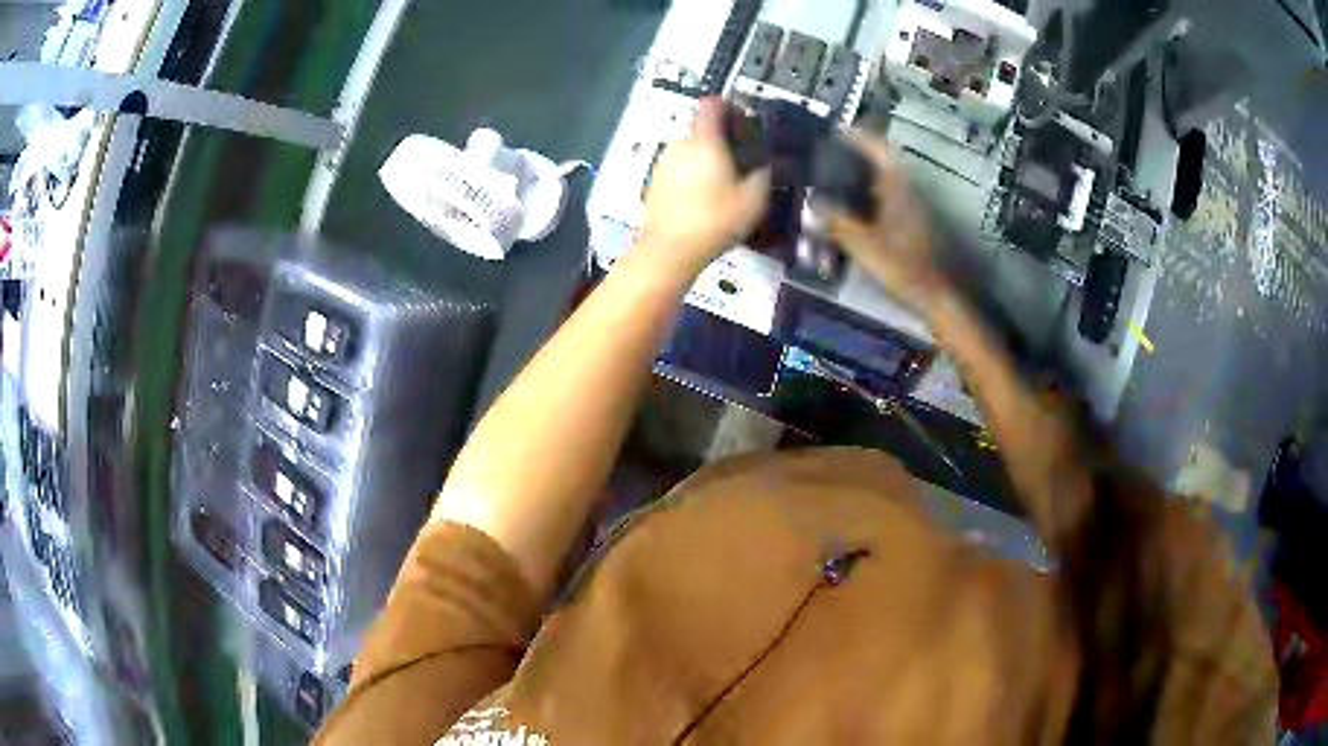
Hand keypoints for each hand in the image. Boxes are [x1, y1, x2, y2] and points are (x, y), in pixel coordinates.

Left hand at [637, 99, 769, 276]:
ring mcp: (662, 163)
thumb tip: (768, 161)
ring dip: (706, 160)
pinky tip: (703, 200)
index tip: (743, 122)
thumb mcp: (753, 199)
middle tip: (741, 163)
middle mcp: (680, 144)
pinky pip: (678, 170)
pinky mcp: (653, 182)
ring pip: (690, 151)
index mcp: (704, 140)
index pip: (713, 104)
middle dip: (721, 141)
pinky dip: (691, 177)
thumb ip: (764, 173)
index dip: (729, 106)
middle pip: (702, 130)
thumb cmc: (715, 220)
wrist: (668, 251)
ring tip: (724, 186)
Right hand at [826, 132, 951, 314]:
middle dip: (858, 154)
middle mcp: (908, 190)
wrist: (936, 295)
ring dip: (865, 175)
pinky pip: (889, 197)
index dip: (859, 136)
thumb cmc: (902, 266)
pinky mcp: (915, 223)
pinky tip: (856, 207)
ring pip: (887, 180)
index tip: (837, 131)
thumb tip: (810, 203)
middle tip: (831, 155)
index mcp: (897, 187)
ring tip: (837, 178)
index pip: (879, 148)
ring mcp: (914, 206)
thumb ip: (837, 222)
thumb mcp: (864, 245)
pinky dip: (872, 194)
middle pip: (883, 161)